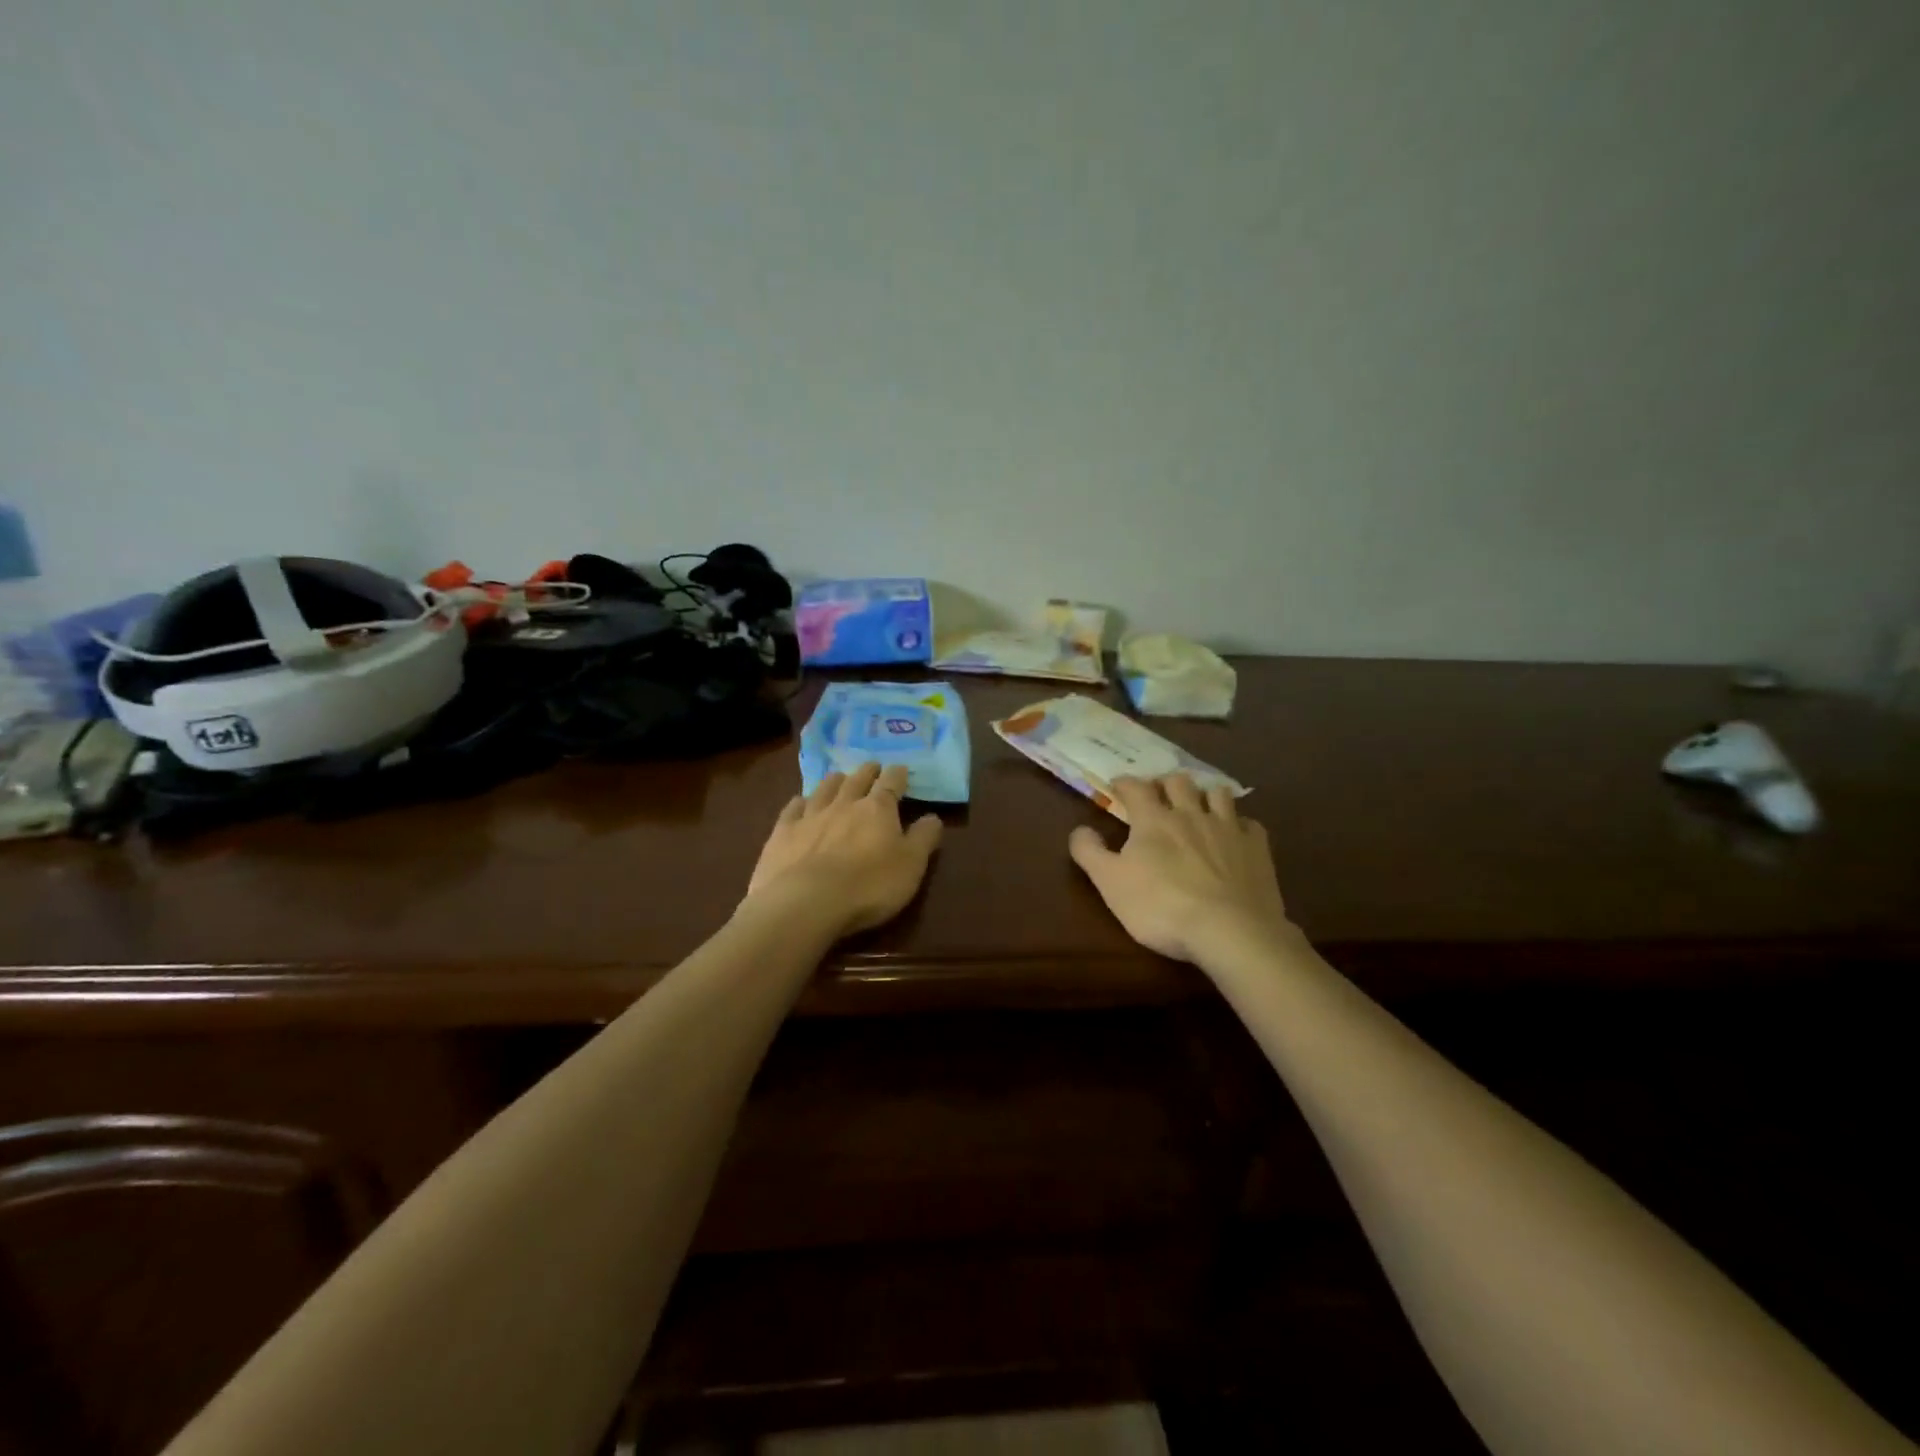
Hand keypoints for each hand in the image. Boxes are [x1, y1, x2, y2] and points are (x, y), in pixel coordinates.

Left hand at [744, 762, 943, 938]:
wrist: (805, 903)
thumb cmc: (868, 886)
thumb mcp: (911, 866)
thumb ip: (924, 838)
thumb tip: (933, 817)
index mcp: (878, 809)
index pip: (891, 782)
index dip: (898, 774)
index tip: (901, 770)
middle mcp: (844, 803)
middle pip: (857, 779)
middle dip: (868, 771)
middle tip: (872, 767)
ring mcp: (810, 816)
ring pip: (825, 788)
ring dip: (835, 781)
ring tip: (839, 778)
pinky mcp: (783, 833)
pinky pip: (792, 809)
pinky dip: (800, 802)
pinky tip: (800, 802)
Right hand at [1069, 774, 1292, 964]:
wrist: (1229, 931)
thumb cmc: (1161, 907)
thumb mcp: (1110, 883)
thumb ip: (1090, 852)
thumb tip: (1079, 829)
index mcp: (1153, 820)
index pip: (1136, 788)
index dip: (1125, 783)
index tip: (1118, 785)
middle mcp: (1191, 814)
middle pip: (1179, 782)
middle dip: (1166, 782)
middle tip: (1160, 793)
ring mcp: (1228, 828)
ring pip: (1218, 794)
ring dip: (1205, 794)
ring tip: (1199, 804)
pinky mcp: (1257, 848)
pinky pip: (1250, 824)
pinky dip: (1239, 824)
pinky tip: (1236, 834)